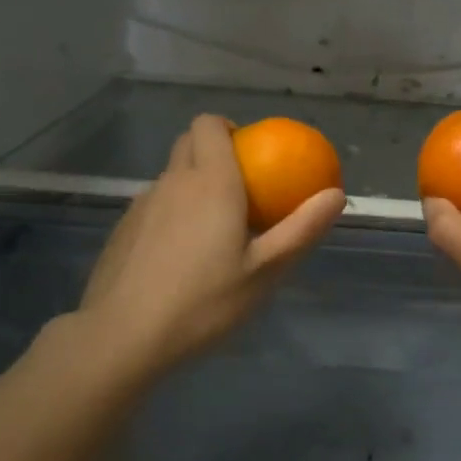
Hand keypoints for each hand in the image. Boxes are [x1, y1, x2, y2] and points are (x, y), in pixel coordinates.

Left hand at [74, 114, 345, 372]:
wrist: (123, 337)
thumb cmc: (204, 301)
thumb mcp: (265, 271)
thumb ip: (301, 229)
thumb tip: (336, 194)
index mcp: (211, 181)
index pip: (209, 123)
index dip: (228, 127)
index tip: (249, 154)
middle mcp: (173, 181)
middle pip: (189, 141)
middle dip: (213, 149)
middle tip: (239, 188)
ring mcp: (142, 203)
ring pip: (170, 174)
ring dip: (191, 183)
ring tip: (211, 227)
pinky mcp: (123, 228)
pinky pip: (154, 203)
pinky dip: (171, 211)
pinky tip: (178, 255)